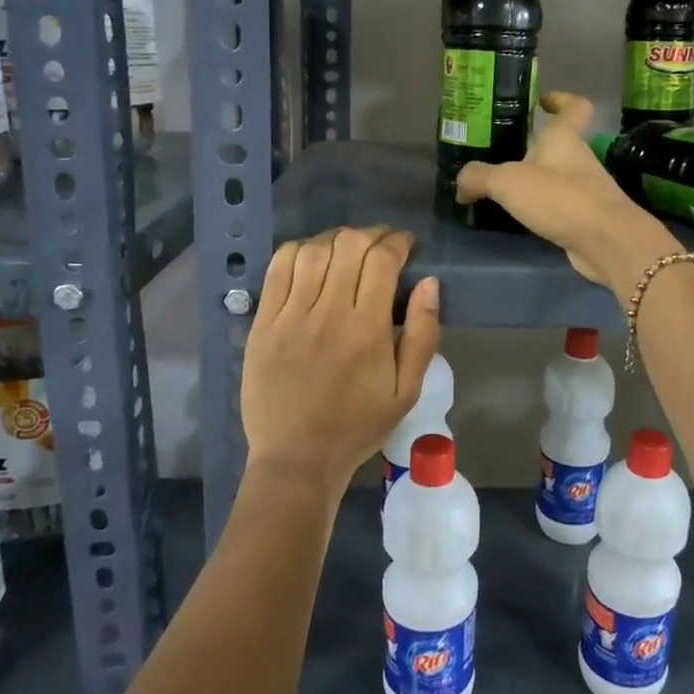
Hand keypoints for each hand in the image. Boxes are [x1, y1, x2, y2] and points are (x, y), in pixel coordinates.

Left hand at [241, 226, 441, 497]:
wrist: (297, 458)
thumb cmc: (358, 426)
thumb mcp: (407, 390)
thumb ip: (423, 335)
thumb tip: (430, 283)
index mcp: (367, 330)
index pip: (382, 260)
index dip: (397, 242)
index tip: (406, 246)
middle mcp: (328, 314)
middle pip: (349, 245)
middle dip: (371, 234)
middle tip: (381, 244)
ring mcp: (290, 316)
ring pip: (313, 251)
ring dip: (336, 239)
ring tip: (348, 248)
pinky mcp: (263, 323)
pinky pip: (277, 269)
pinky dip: (298, 251)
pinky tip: (311, 257)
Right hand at [455, 91, 679, 295]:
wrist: (606, 242)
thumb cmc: (560, 198)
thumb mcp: (507, 182)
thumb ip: (479, 178)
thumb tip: (461, 185)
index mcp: (563, 138)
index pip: (573, 106)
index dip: (560, 99)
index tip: (542, 100)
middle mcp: (578, 158)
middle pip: (559, 144)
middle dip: (534, 147)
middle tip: (501, 155)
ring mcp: (586, 189)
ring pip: (558, 176)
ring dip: (536, 180)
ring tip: (503, 191)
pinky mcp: (587, 218)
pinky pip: (560, 205)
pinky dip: (543, 208)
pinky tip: (522, 218)